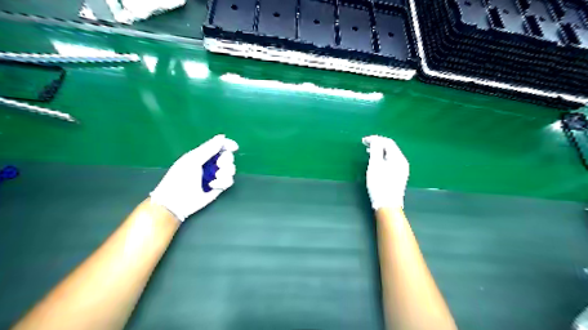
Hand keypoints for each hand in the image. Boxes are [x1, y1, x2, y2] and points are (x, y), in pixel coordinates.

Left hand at [149, 134, 239, 221]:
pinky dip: (223, 182)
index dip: (228, 145)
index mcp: (202, 155)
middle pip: (228, 157)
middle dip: (226, 160)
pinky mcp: (219, 187)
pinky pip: (229, 181)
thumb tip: (222, 137)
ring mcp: (215, 176)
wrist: (176, 201)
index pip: (219, 146)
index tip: (234, 147)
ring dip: (225, 172)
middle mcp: (211, 164)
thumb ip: (208, 148)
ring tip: (215, 177)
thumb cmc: (180, 178)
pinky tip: (213, 186)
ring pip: (231, 169)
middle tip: (219, 164)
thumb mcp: (193, 160)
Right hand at [364, 135, 409, 209]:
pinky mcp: (399, 176)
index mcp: (398, 158)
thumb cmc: (379, 184)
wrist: (387, 205)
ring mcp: (402, 169)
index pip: (387, 142)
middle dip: (378, 144)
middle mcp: (402, 162)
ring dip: (379, 151)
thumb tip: (375, 139)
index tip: (363, 141)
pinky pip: (391, 161)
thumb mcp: (375, 165)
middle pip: (390, 147)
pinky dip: (382, 158)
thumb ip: (375, 149)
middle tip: (365, 145)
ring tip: (368, 152)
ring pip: (390, 155)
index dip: (375, 139)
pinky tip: (376, 162)